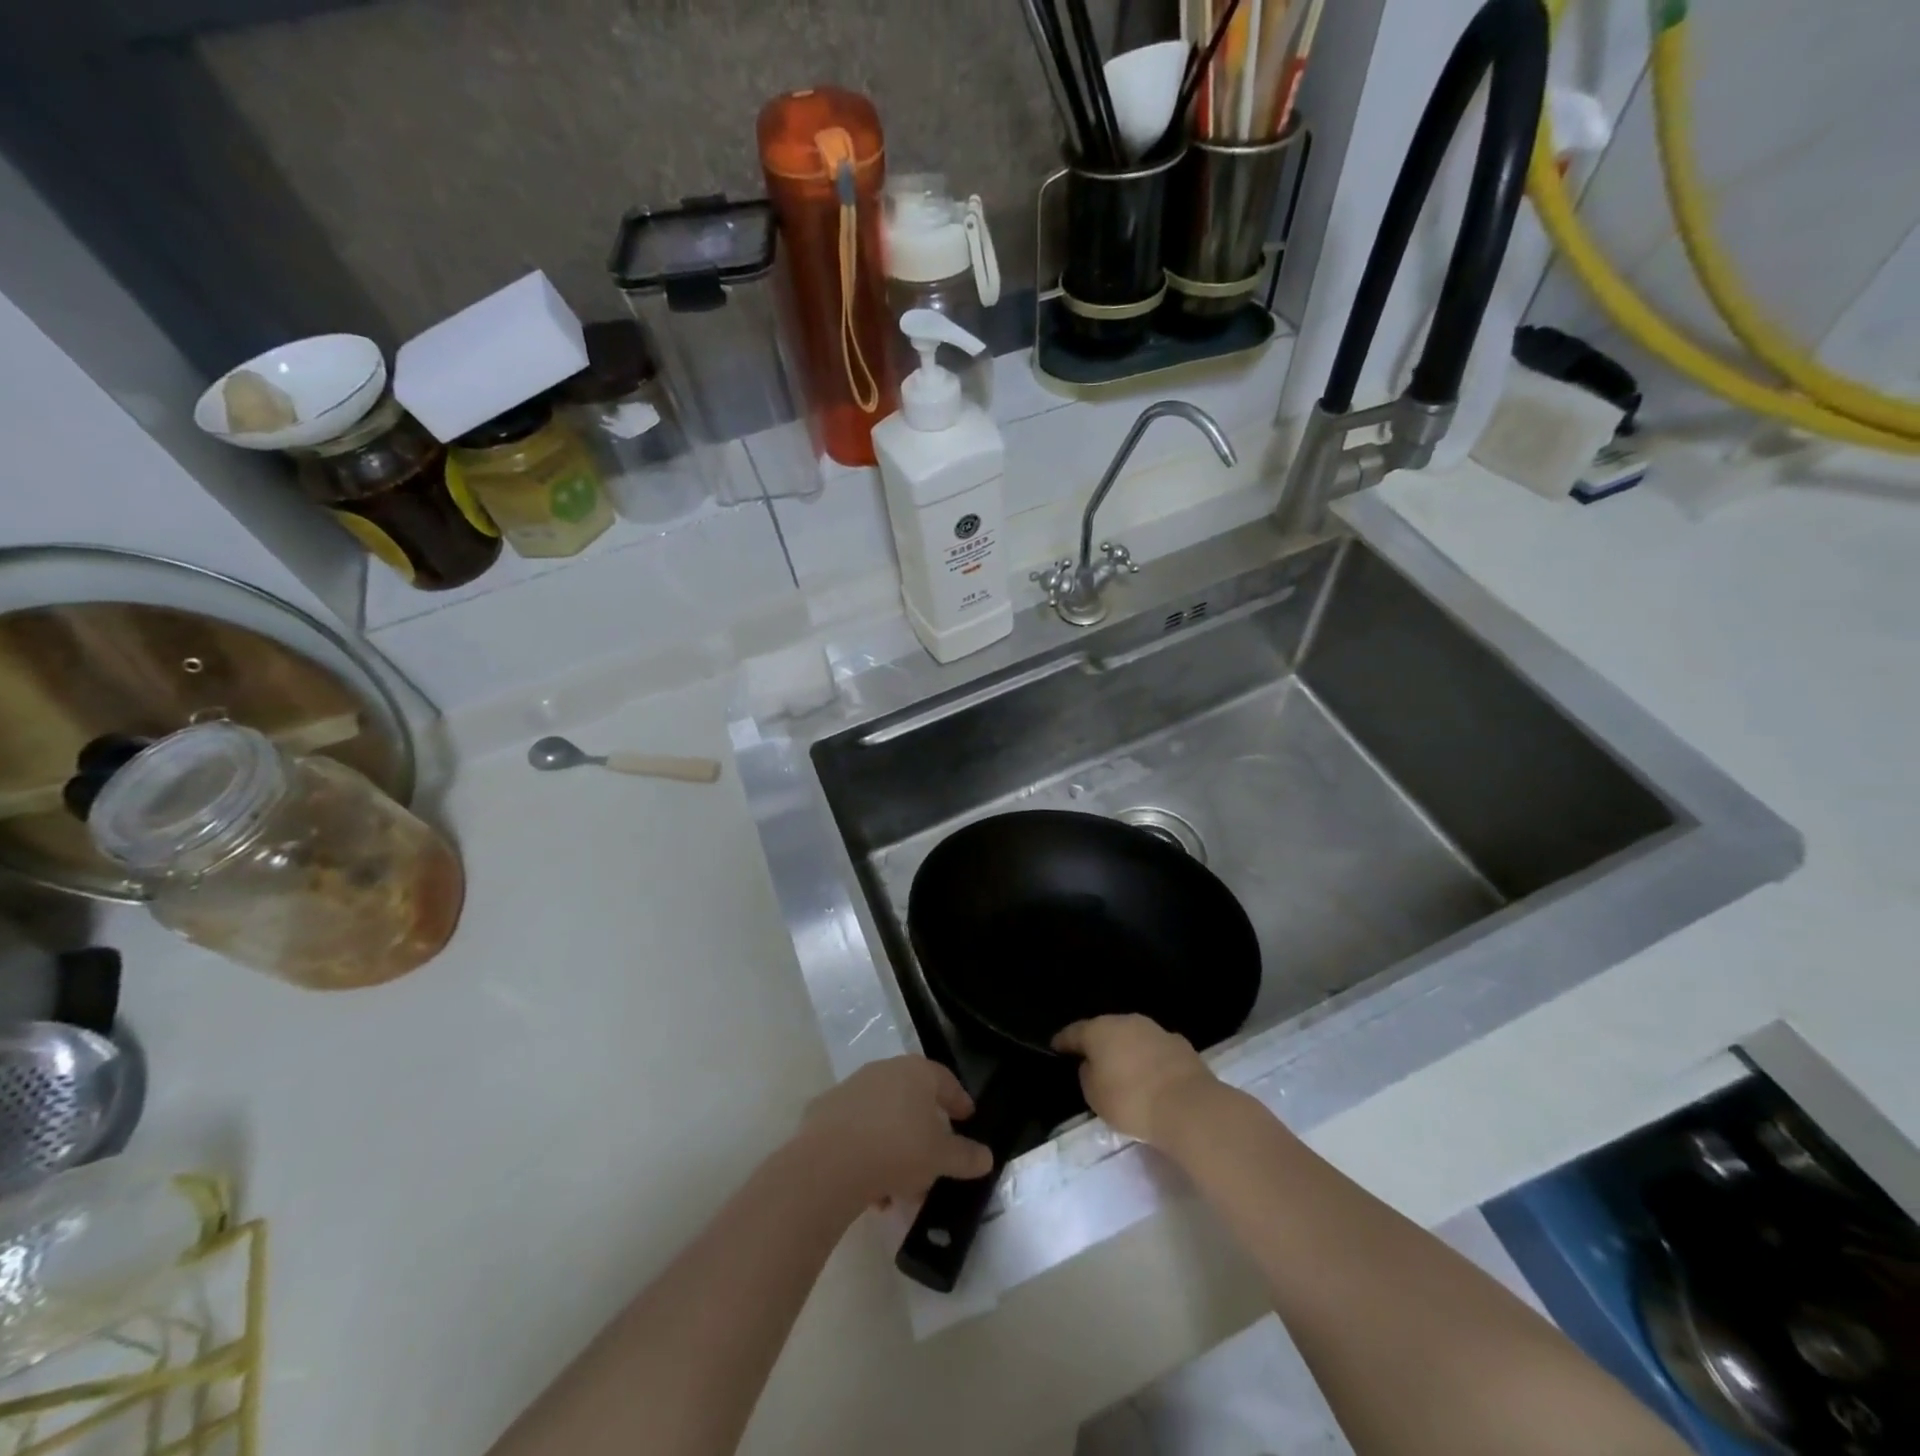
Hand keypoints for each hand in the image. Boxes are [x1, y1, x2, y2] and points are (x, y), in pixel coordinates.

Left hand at [797, 1056, 992, 1209]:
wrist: (829, 1163)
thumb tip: (986, 1157)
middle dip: (924, 1130)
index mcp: (917, 1072)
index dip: (959, 1102)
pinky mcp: (826, 1110)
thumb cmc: (897, 1149)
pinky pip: (857, 1130)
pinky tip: (871, 1187)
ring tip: (901, 1187)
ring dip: (895, 1146)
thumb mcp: (941, 1158)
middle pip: (912, 1099)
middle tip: (934, 1159)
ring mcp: (853, 1087)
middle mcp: (885, 1070)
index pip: (946, 1081)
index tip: (967, 1119)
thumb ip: (966, 1156)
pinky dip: (867, 1152)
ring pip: (884, 1117)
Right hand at [1053, 1015, 1220, 1146]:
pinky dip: (1148, 1059)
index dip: (1063, 1041)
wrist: (1187, 1106)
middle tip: (1090, 1060)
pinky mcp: (1179, 1044)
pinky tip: (1150, 1076)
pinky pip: (1154, 1049)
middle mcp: (1126, 1021)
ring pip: (1132, 1037)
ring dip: (1125, 1049)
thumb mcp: (1094, 1095)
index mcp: (1099, 1030)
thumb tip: (1092, 1064)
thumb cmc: (1131, 1100)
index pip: (1074, 1032)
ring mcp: (1155, 1030)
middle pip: (1105, 1030)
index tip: (1055, 1047)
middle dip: (1098, 1043)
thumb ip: (1087, 1075)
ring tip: (1122, 1069)